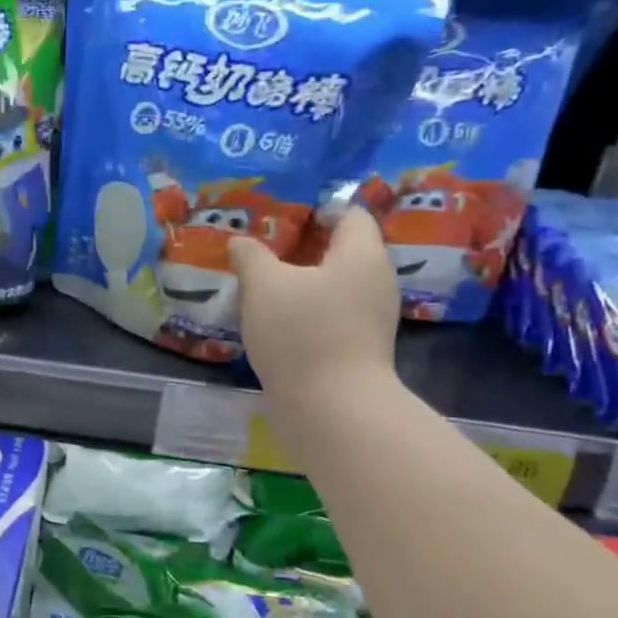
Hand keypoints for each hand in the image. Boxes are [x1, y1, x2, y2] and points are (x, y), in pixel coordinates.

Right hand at [229, 208, 399, 402]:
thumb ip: (251, 256)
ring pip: (337, 284)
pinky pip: (335, 313)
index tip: (283, 219)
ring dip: (305, 282)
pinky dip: (310, 310)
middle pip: (344, 250)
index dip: (319, 210)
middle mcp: (376, 280)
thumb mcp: (263, 285)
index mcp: (361, 254)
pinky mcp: (362, 347)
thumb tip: (241, 242)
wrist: (332, 407)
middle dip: (306, 248)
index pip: (350, 214)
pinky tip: (279, 322)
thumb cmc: (301, 332)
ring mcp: (373, 317)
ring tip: (265, 287)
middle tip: (265, 252)